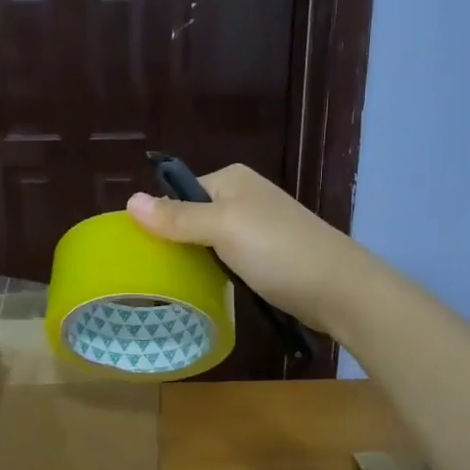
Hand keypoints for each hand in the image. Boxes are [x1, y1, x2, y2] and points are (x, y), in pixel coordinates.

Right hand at [125, 164, 367, 334]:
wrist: (340, 290)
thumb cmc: (278, 250)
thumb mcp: (222, 228)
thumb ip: (177, 217)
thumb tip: (129, 201)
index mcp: (232, 179)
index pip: (180, 193)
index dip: (160, 219)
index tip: (141, 251)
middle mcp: (245, 197)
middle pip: (193, 217)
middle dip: (176, 242)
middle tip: (154, 274)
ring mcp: (258, 227)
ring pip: (210, 241)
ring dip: (196, 260)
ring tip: (175, 285)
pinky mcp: (268, 256)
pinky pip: (228, 259)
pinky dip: (217, 272)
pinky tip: (207, 289)